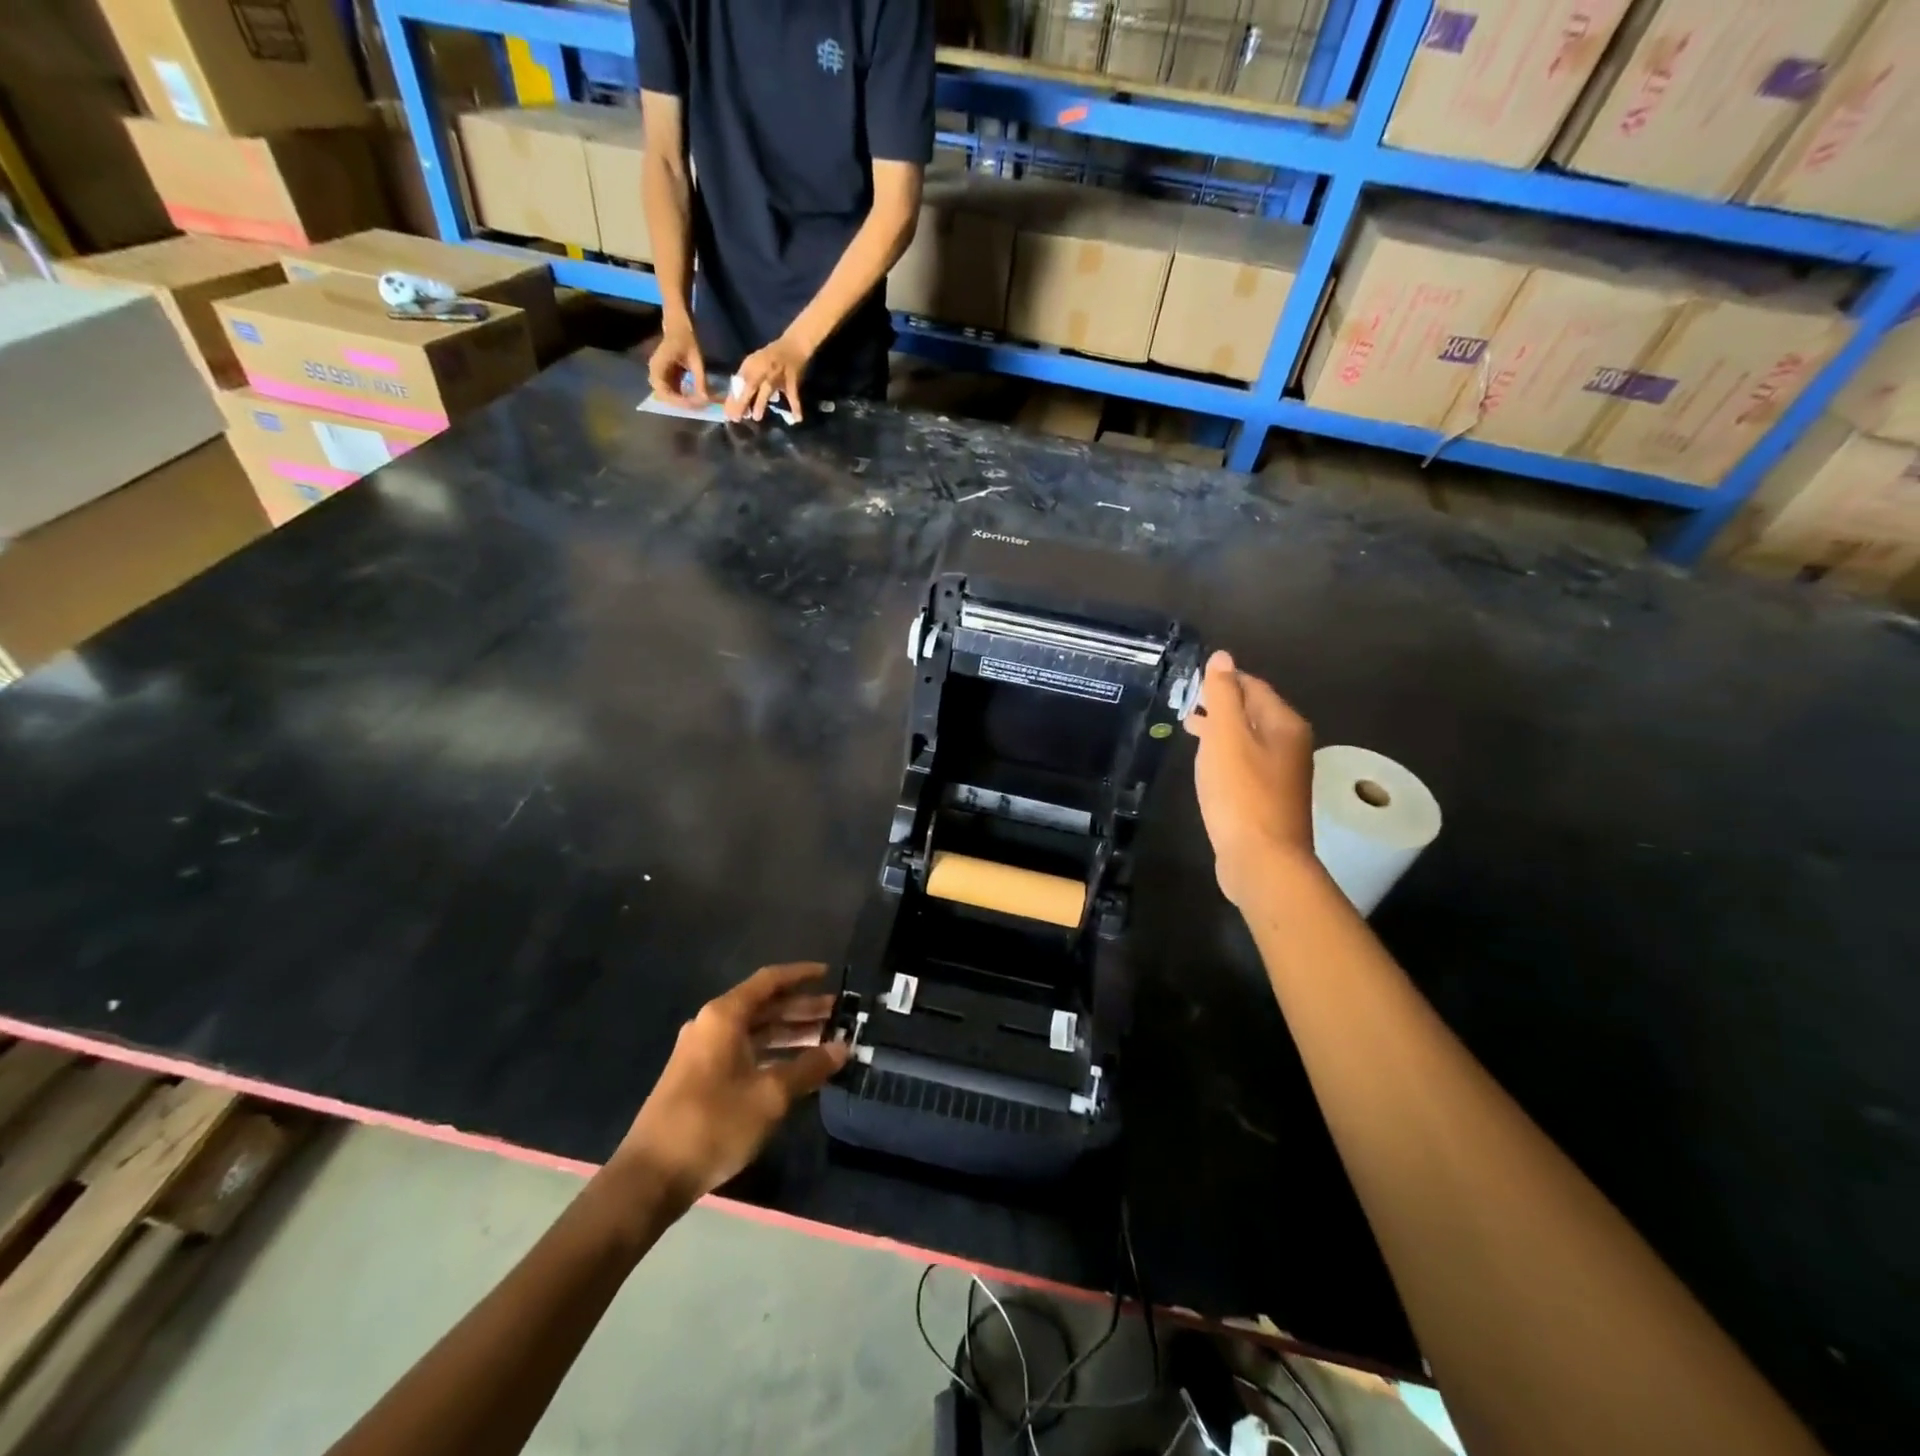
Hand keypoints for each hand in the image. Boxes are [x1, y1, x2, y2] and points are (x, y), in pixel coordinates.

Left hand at [615, 963, 848, 1206]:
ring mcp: (703, 1052)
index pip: (770, 981)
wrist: (650, 1177)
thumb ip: (809, 1068)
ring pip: (755, 1031)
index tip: (830, 974)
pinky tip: (796, 1068)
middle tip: (839, 1015)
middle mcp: (712, 1025)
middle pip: (764, 1006)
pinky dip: (772, 1053)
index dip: (801, 975)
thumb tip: (843, 1048)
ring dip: (790, 1033)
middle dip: (802, 1009)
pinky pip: (744, 1051)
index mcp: (725, 1016)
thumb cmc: (713, 1124)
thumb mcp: (770, 1096)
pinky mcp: (699, 1077)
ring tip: (826, 1040)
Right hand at [648, 319, 708, 407]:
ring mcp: (660, 374)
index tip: (695, 405)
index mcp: (658, 366)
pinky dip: (685, 395)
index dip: (679, 401)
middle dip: (682, 404)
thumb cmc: (686, 336)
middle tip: (699, 407)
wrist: (678, 323)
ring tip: (699, 403)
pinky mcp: (666, 375)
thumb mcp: (696, 359)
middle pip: (665, 397)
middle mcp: (655, 372)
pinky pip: (674, 390)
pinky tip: (696, 397)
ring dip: (683, 401)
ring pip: (670, 395)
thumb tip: (705, 400)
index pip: (664, 392)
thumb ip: (700, 380)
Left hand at [727, 334, 809, 422]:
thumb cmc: (770, 358)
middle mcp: (762, 370)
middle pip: (749, 387)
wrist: (793, 347)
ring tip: (756, 418)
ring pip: (767, 390)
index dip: (733, 398)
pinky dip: (795, 407)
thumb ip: (745, 379)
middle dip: (742, 403)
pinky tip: (797, 419)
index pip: (739, 383)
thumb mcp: (754, 364)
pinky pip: (793, 396)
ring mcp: (777, 376)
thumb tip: (736, 400)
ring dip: (760, 404)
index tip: (728, 413)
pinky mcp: (792, 382)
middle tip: (736, 418)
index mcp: (751, 365)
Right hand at [1184, 650, 1315, 906]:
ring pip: (1248, 739)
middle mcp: (1291, 745)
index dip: (1223, 679)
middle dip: (1220, 704)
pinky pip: (1246, 764)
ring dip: (1221, 730)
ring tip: (1189, 729)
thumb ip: (1223, 694)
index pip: (1253, 686)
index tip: (1191, 681)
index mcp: (1284, 724)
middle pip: (1253, 711)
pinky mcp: (1269, 799)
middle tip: (1185, 704)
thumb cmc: (1241, 793)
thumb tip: (1222, 656)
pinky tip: (1207, 765)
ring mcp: (1283, 774)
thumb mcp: (1226, 737)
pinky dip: (1225, 755)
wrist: (1263, 860)